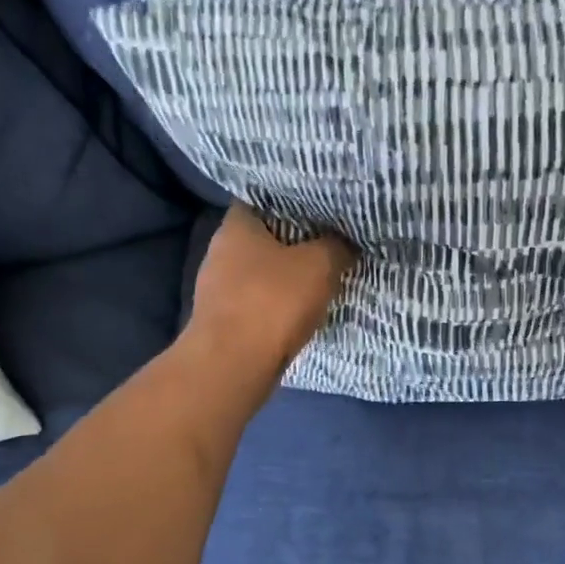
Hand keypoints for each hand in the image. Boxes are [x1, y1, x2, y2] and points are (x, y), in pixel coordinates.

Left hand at [186, 204, 354, 379]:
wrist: (234, 365)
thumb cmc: (273, 302)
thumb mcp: (320, 265)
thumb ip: (337, 246)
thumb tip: (346, 242)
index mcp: (237, 225)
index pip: (265, 198)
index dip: (295, 201)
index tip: (322, 208)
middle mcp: (220, 251)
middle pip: (264, 237)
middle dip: (295, 242)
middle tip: (329, 242)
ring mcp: (218, 288)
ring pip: (261, 272)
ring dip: (287, 276)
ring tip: (321, 277)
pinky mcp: (224, 320)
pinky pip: (258, 302)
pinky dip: (278, 304)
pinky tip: (301, 310)